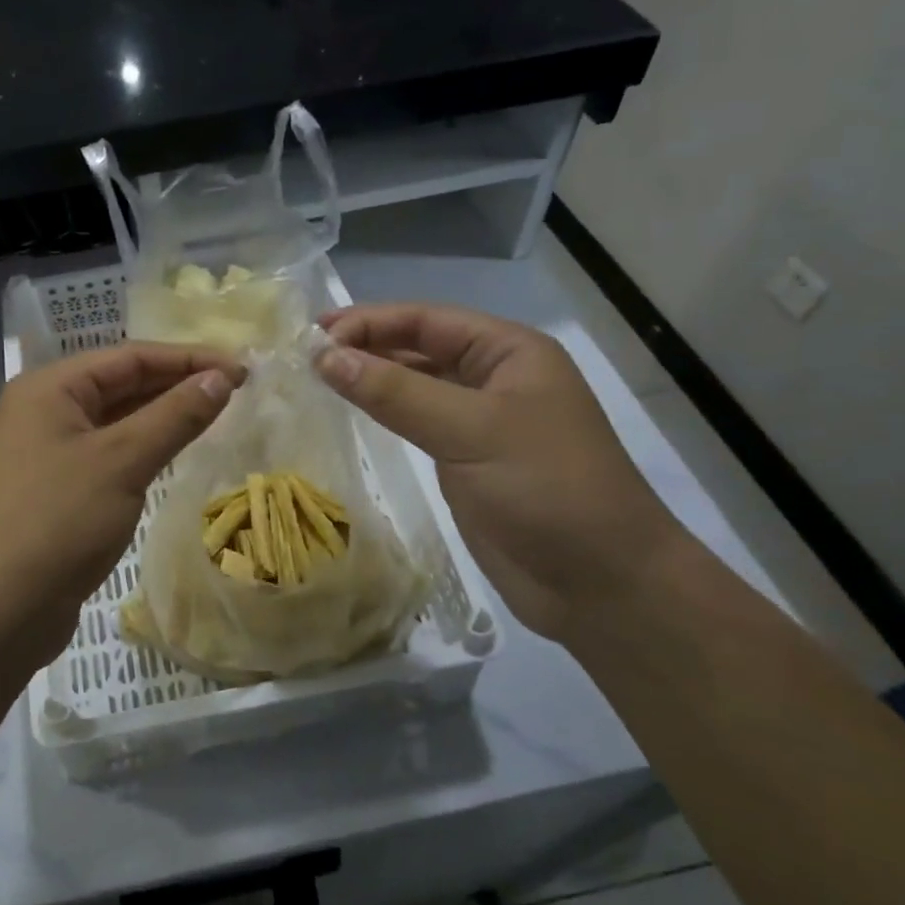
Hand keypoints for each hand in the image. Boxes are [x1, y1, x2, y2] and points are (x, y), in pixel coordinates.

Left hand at [0, 342, 245, 670]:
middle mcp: (44, 410)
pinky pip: (109, 454)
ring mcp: (47, 452)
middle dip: (178, 384)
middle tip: (237, 390)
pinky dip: (144, 449)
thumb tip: (221, 378)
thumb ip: (175, 415)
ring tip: (217, 415)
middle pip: (121, 384)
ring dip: (163, 417)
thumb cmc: (58, 522)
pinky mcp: (56, 490)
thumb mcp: (123, 461)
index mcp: (49, 388)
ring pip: (116, 421)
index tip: (242, 369)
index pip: (130, 356)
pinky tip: (176, 453)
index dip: (189, 359)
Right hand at [316, 303, 688, 641]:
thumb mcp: (470, 430)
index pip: (426, 319)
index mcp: (508, 352)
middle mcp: (493, 377)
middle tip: (303, 356)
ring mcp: (479, 420)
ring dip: (369, 378)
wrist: (600, 584)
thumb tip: (324, 357)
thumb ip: (395, 392)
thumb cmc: (546, 489)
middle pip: (418, 346)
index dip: (368, 322)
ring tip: (315, 378)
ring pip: (414, 384)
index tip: (312, 337)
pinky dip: (382, 412)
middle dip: (364, 346)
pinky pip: (416, 421)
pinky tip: (350, 411)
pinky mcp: (466, 459)